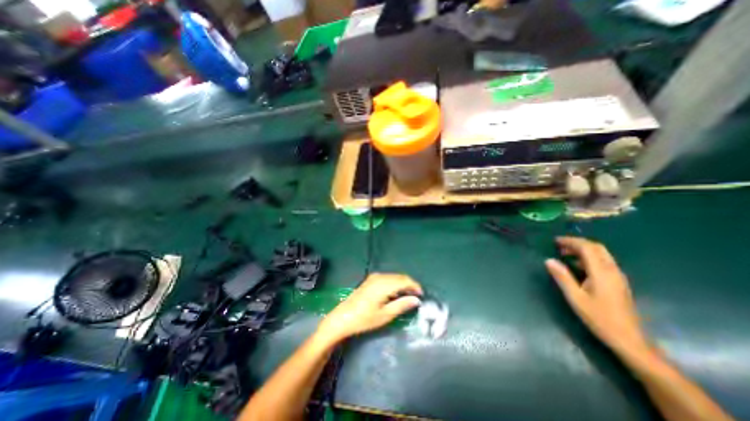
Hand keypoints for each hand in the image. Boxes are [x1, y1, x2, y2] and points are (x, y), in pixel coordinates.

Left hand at [315, 273, 423, 344]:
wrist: (343, 317)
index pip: (404, 280)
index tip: (422, 296)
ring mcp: (374, 277)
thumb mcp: (385, 315)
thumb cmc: (364, 319)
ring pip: (394, 277)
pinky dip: (395, 284)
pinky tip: (396, 293)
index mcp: (384, 284)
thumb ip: (402, 305)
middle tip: (416, 297)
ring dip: (403, 284)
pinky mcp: (371, 279)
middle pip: (400, 277)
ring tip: (408, 297)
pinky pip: (388, 278)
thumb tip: (416, 300)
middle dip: (410, 285)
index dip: (415, 286)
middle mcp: (380, 276)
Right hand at [546, 237, 651, 354]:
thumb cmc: (599, 318)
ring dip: (583, 250)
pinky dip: (589, 257)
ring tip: (565, 254)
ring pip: (601, 254)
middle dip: (577, 243)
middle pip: (597, 248)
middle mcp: (613, 270)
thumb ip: (562, 277)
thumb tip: (548, 260)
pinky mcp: (619, 282)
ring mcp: (618, 276)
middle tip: (559, 246)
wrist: (629, 340)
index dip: (570, 241)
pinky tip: (578, 265)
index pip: (587, 248)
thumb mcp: (575, 298)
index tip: (555, 241)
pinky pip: (604, 262)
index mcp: (602, 273)